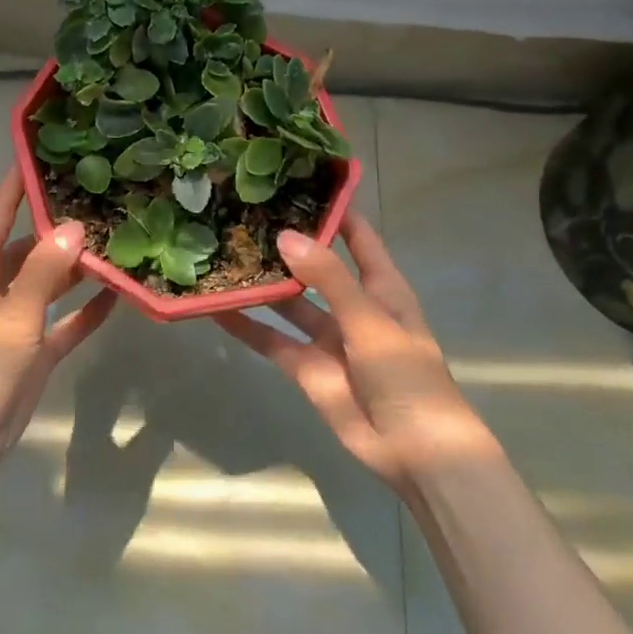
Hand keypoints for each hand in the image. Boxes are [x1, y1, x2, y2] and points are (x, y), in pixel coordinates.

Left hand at [0, 168, 116, 482]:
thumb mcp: (12, 315)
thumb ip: (43, 271)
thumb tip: (73, 227)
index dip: (16, 184)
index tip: (40, 152)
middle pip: (30, 246)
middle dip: (60, 227)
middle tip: (101, 201)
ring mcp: (15, 321)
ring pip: (49, 283)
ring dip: (77, 269)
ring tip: (117, 243)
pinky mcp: (31, 352)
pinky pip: (63, 322)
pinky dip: (84, 312)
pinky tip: (117, 296)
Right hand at [216, 213, 497, 497]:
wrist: (416, 453)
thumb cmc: (407, 375)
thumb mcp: (371, 321)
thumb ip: (328, 279)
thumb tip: (285, 236)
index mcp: (380, 286)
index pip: (356, 234)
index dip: (332, 208)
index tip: (296, 180)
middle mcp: (352, 303)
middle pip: (315, 264)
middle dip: (286, 243)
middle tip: (244, 214)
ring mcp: (327, 336)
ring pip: (289, 302)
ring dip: (263, 283)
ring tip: (224, 253)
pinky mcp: (306, 367)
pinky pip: (272, 340)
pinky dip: (247, 326)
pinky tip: (216, 308)